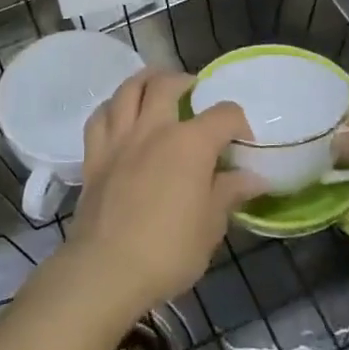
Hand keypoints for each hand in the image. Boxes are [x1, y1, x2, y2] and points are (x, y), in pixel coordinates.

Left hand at [60, 69, 265, 325]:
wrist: (106, 269)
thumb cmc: (168, 250)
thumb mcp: (211, 226)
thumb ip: (229, 192)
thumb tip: (254, 178)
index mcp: (190, 143)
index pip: (223, 114)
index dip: (238, 122)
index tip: (242, 141)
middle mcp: (154, 129)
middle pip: (167, 84)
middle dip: (185, 81)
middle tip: (194, 92)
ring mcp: (119, 139)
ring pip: (128, 89)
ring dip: (145, 80)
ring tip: (156, 85)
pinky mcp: (94, 155)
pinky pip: (100, 117)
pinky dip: (112, 107)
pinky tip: (118, 113)